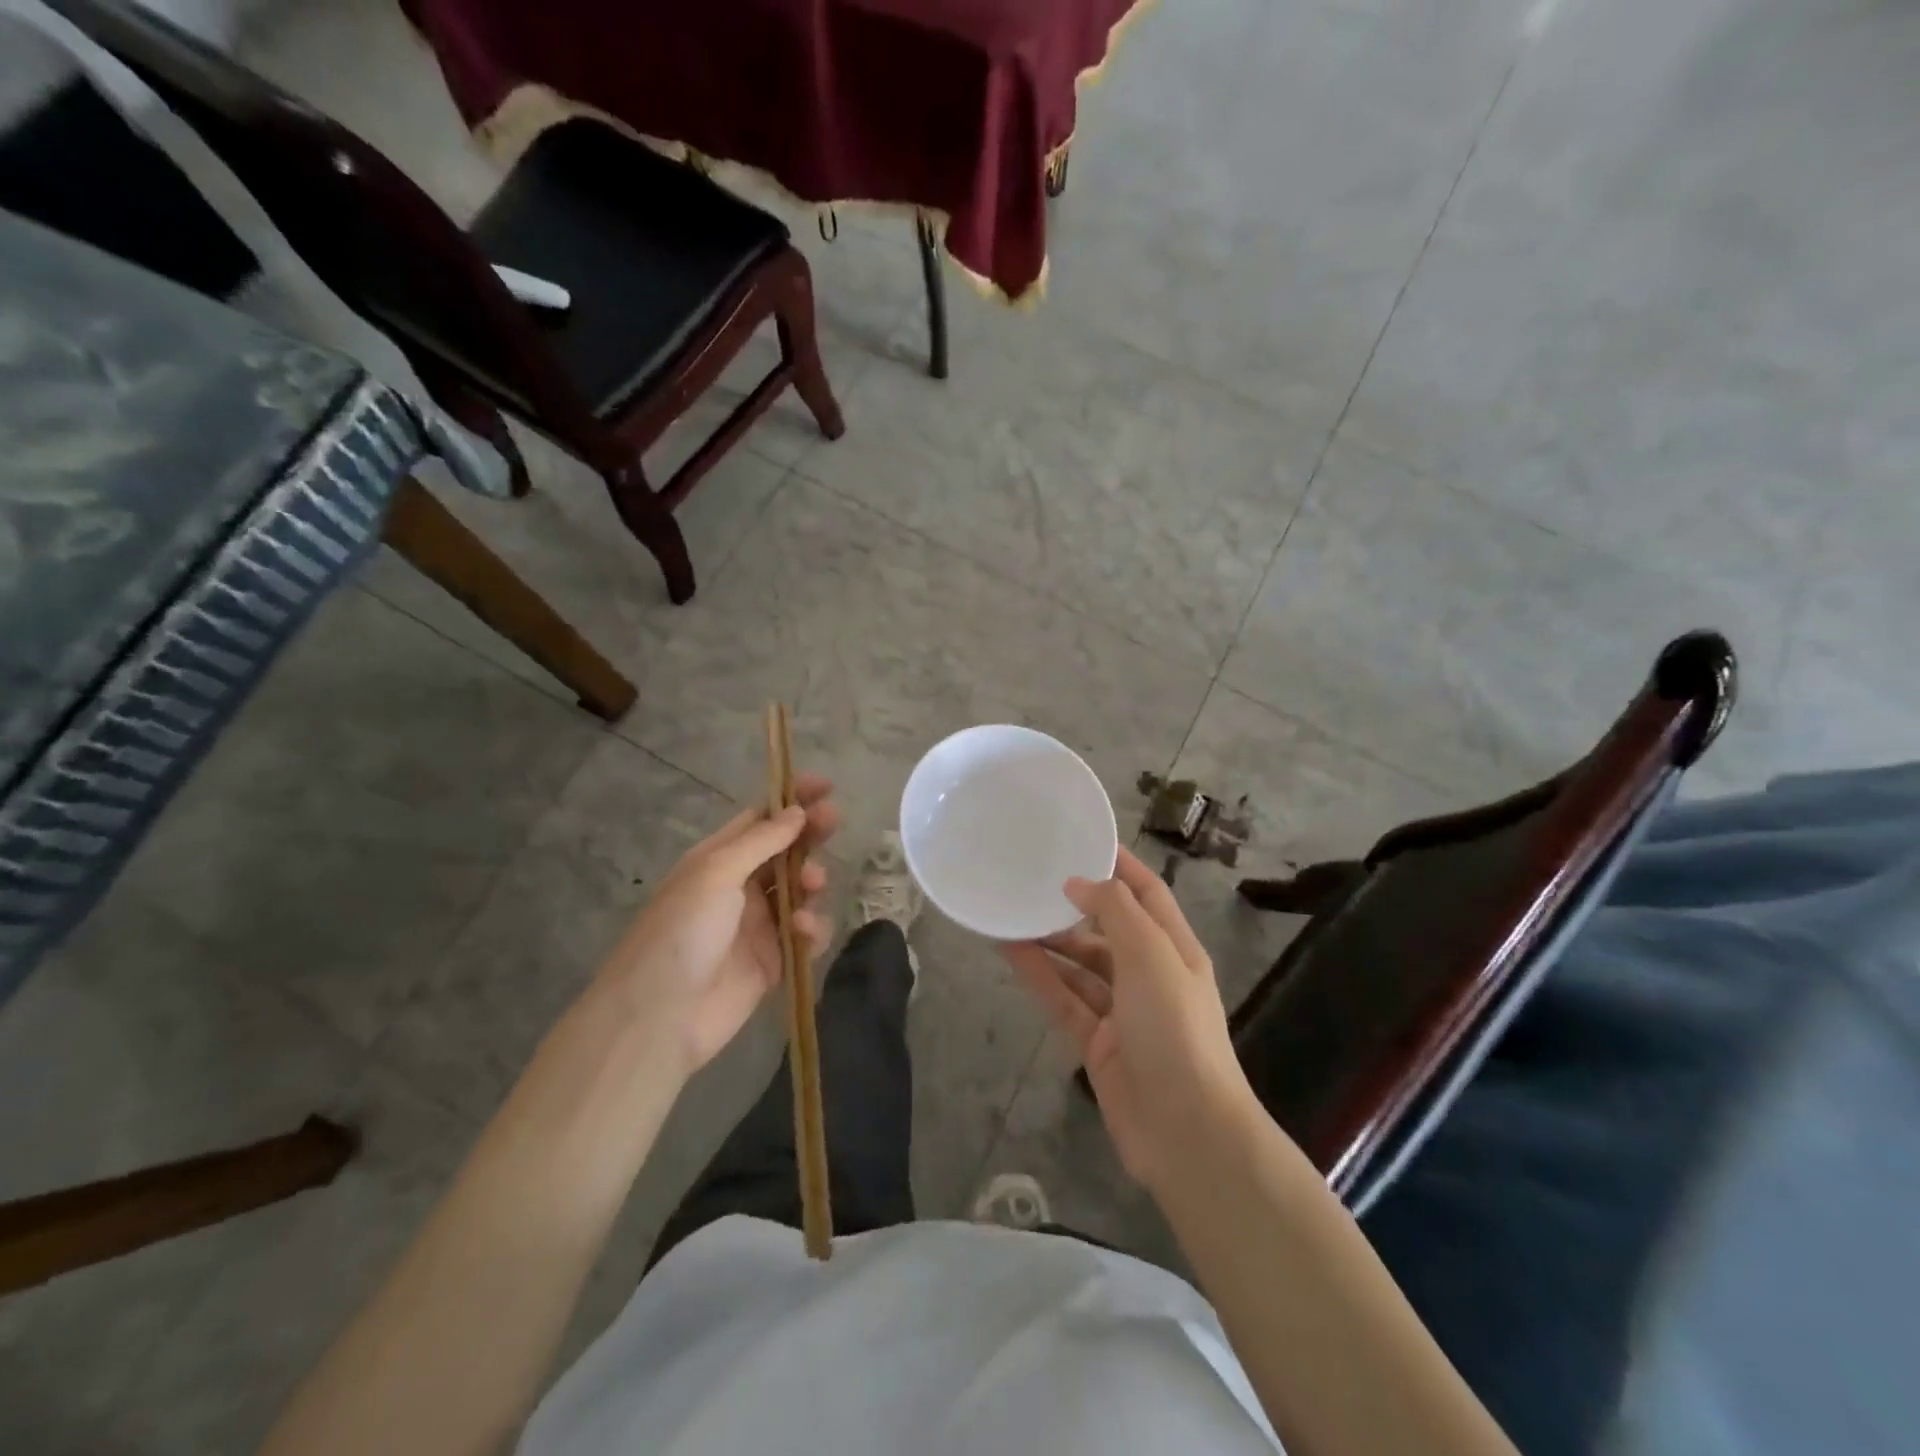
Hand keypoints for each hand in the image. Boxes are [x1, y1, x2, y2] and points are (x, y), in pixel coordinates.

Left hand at [593, 774, 839, 1078]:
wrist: (659, 1018)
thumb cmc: (682, 932)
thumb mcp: (715, 873)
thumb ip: (761, 841)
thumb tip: (796, 811)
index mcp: (717, 860)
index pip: (760, 819)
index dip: (792, 800)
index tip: (826, 786)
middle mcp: (738, 888)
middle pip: (785, 852)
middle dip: (809, 835)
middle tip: (833, 822)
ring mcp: (757, 926)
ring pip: (800, 892)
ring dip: (811, 882)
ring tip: (812, 885)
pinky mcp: (773, 962)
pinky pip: (805, 937)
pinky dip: (812, 930)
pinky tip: (804, 932)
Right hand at [1002, 846, 1256, 1190]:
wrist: (1185, 1130)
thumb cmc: (1175, 1028)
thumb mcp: (1151, 956)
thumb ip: (1115, 910)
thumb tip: (1077, 883)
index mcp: (1175, 948)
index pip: (1147, 893)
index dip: (1119, 865)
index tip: (1082, 839)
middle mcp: (1150, 975)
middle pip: (1108, 928)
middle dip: (1074, 905)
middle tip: (1031, 879)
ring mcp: (1122, 1011)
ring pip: (1079, 964)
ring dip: (1050, 940)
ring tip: (1010, 912)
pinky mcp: (1097, 1043)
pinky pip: (1063, 998)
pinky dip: (1039, 975)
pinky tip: (1009, 951)